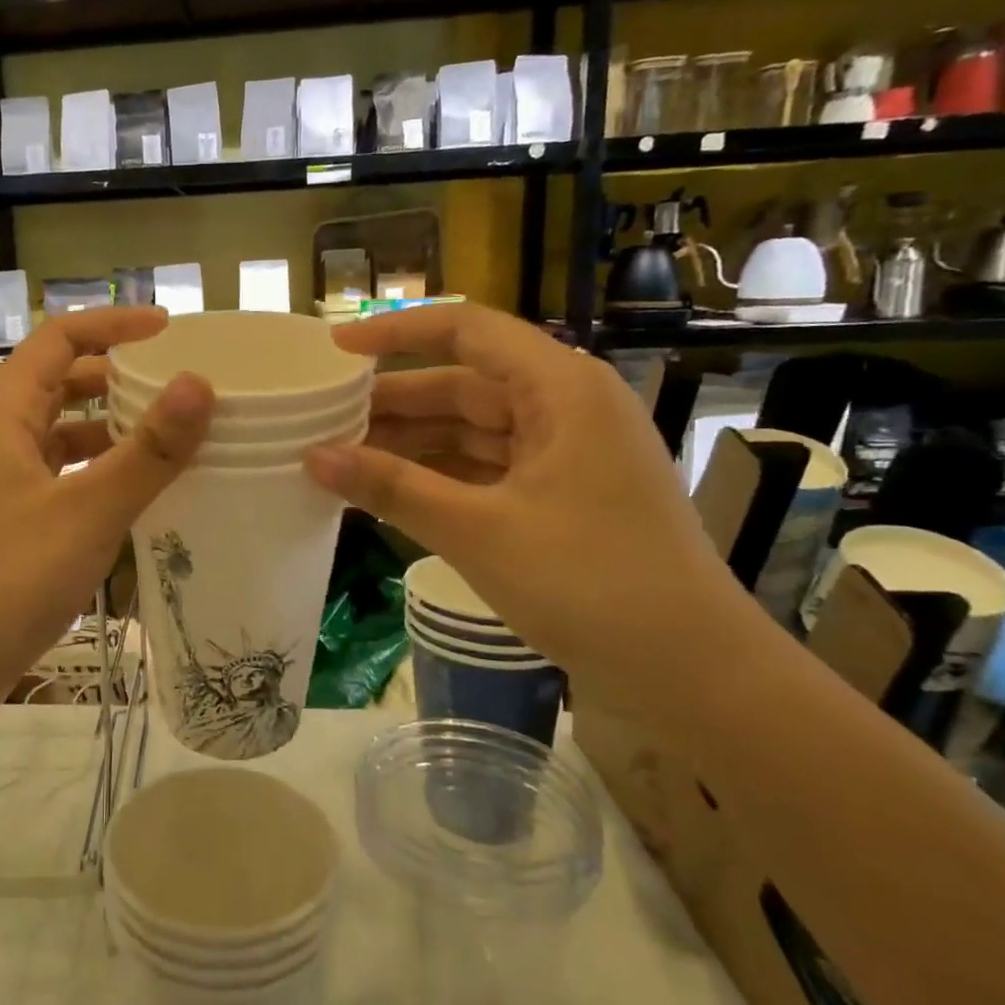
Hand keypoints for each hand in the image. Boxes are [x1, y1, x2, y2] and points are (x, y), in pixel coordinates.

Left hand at [0, 307, 213, 720]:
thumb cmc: (8, 577)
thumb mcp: (88, 511)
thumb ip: (147, 451)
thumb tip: (199, 385)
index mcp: (6, 417)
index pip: (57, 340)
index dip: (110, 324)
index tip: (167, 330)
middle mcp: (0, 441)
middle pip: (59, 384)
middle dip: (115, 376)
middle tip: (173, 386)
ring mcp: (3, 485)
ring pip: (61, 435)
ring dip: (109, 428)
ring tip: (167, 438)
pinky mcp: (12, 525)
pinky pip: (63, 479)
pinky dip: (99, 474)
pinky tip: (135, 496)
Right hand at [303, 302, 743, 681]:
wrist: (693, 674)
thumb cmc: (590, 583)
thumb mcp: (477, 531)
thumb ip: (390, 487)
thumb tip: (311, 456)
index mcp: (561, 388)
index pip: (467, 330)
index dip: (396, 333)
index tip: (335, 351)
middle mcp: (565, 406)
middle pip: (462, 384)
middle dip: (392, 403)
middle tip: (322, 420)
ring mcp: (565, 452)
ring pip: (470, 430)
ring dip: (410, 444)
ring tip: (341, 458)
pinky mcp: (560, 493)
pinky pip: (484, 468)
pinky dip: (437, 477)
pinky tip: (387, 492)